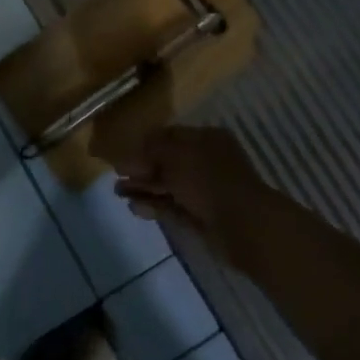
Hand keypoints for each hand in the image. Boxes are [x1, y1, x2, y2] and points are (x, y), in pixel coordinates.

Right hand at [112, 127, 276, 263]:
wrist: (242, 224)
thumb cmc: (208, 179)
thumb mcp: (175, 154)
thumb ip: (151, 149)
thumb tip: (131, 153)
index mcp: (206, 139)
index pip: (171, 135)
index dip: (145, 143)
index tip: (123, 154)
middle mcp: (206, 161)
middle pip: (168, 161)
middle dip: (142, 168)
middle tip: (117, 175)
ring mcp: (204, 190)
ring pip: (168, 185)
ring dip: (144, 188)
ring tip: (119, 193)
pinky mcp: (201, 215)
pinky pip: (173, 206)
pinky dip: (154, 206)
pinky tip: (135, 208)